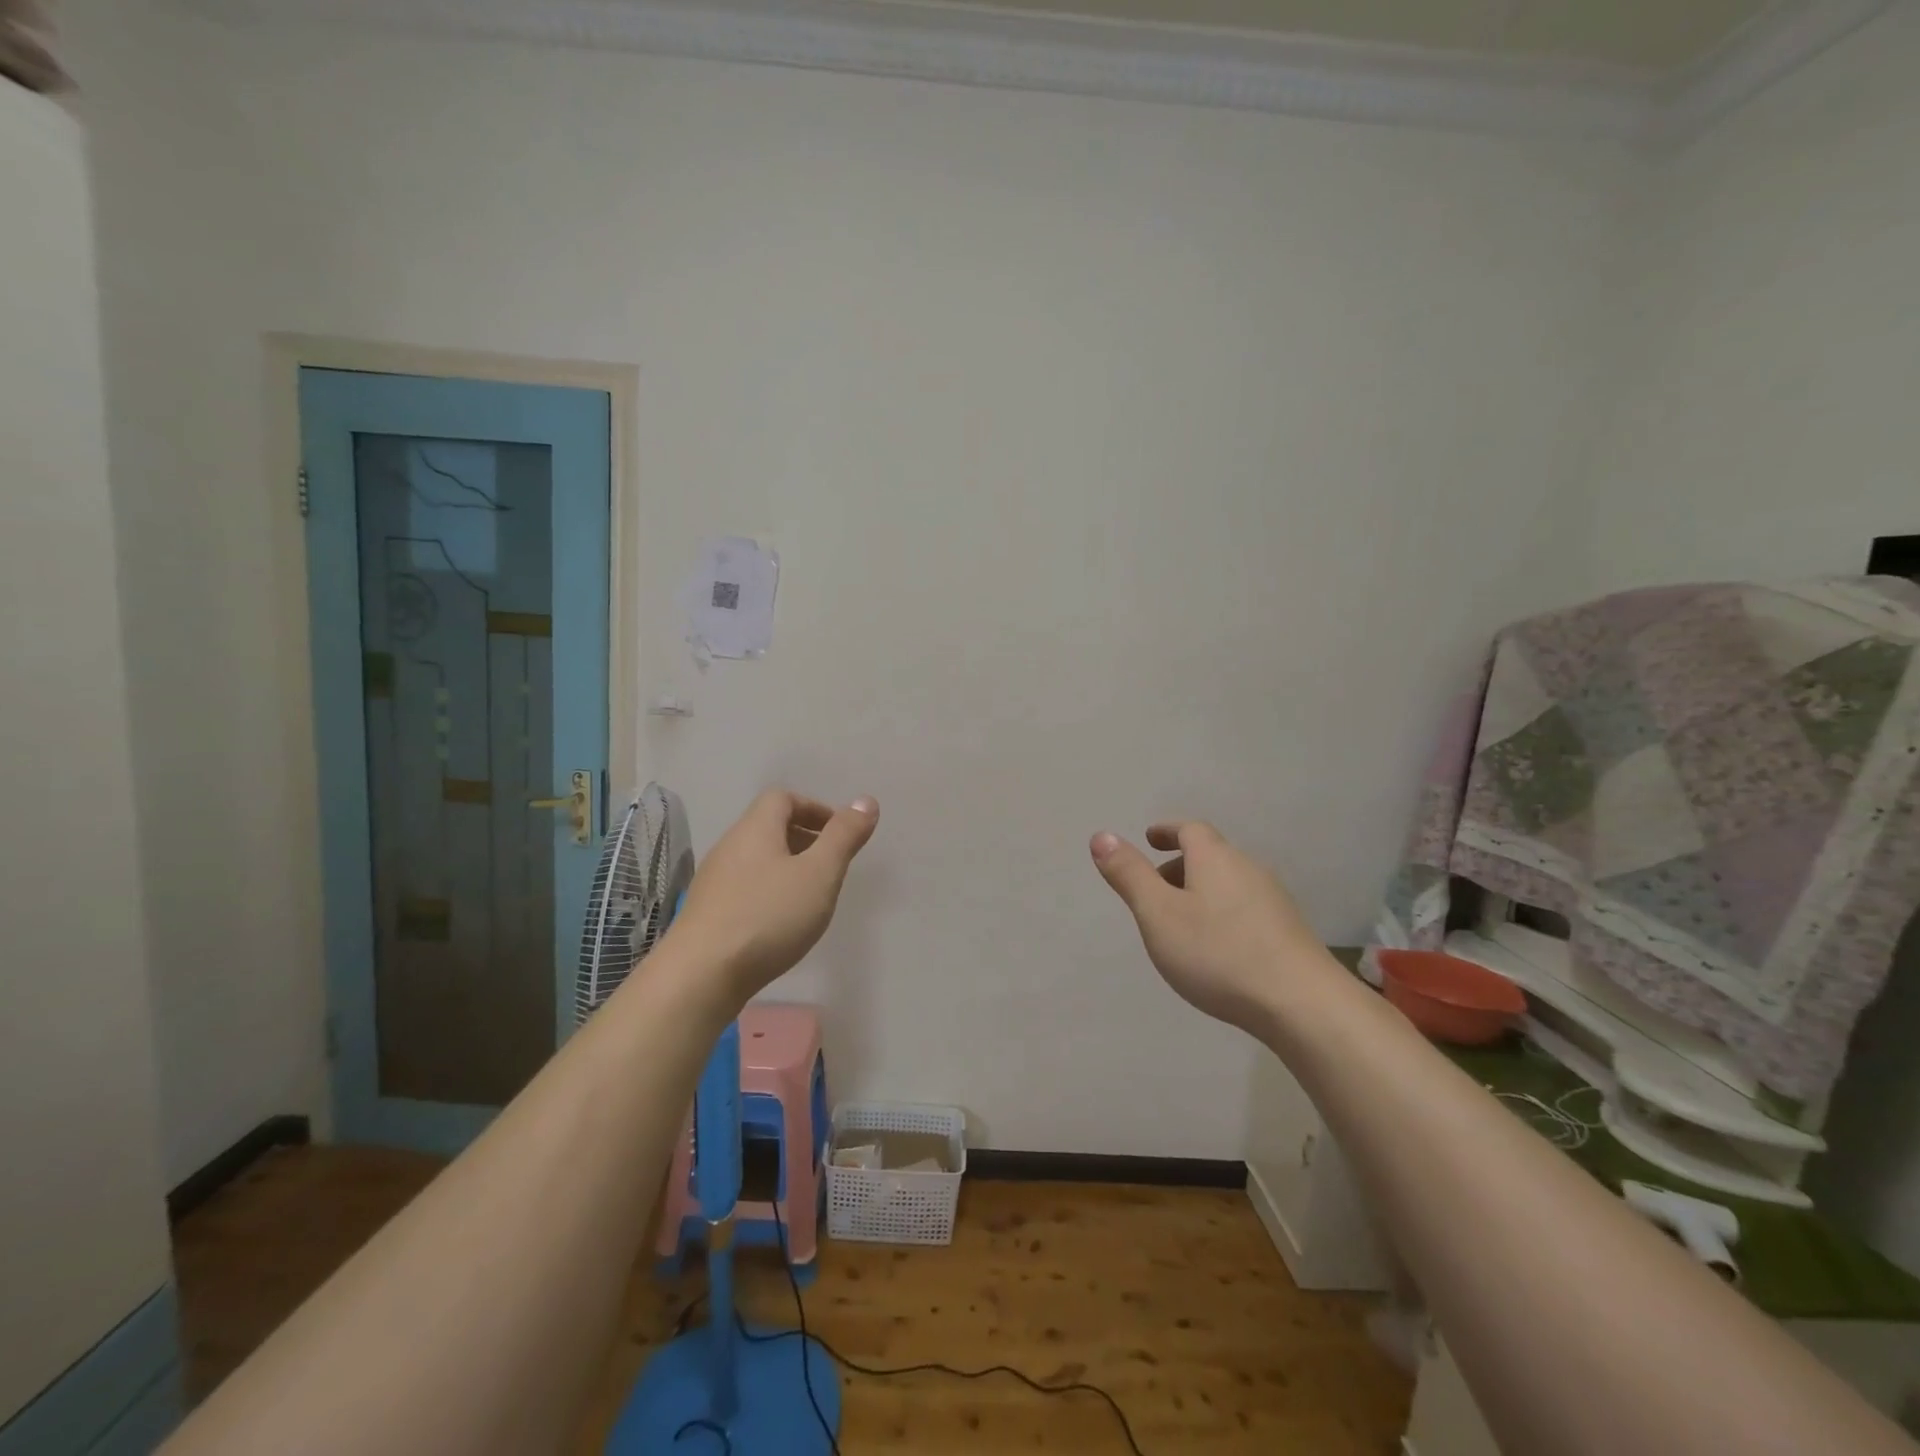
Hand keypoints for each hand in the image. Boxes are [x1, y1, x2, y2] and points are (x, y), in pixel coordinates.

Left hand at [670, 789, 878, 1002]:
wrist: (699, 976)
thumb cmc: (768, 916)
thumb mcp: (819, 874)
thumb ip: (844, 837)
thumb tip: (865, 801)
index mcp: (755, 829)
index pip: (783, 798)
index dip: (815, 808)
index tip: (839, 834)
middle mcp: (730, 847)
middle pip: (769, 827)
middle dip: (805, 838)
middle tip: (831, 865)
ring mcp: (714, 881)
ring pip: (757, 859)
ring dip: (787, 867)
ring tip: (811, 896)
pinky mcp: (708, 913)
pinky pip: (745, 887)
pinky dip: (769, 892)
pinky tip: (781, 923)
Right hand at [1090, 821, 1318, 1032]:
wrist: (1303, 1005)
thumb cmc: (1218, 953)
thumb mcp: (1158, 914)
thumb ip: (1129, 875)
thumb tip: (1101, 836)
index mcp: (1215, 858)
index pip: (1189, 829)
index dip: (1167, 831)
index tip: (1150, 838)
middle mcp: (1248, 869)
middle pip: (1210, 856)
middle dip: (1179, 866)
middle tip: (1154, 889)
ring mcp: (1274, 901)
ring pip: (1228, 884)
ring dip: (1201, 892)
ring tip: (1180, 923)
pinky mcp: (1288, 933)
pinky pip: (1245, 909)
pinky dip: (1222, 915)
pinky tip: (1216, 949)